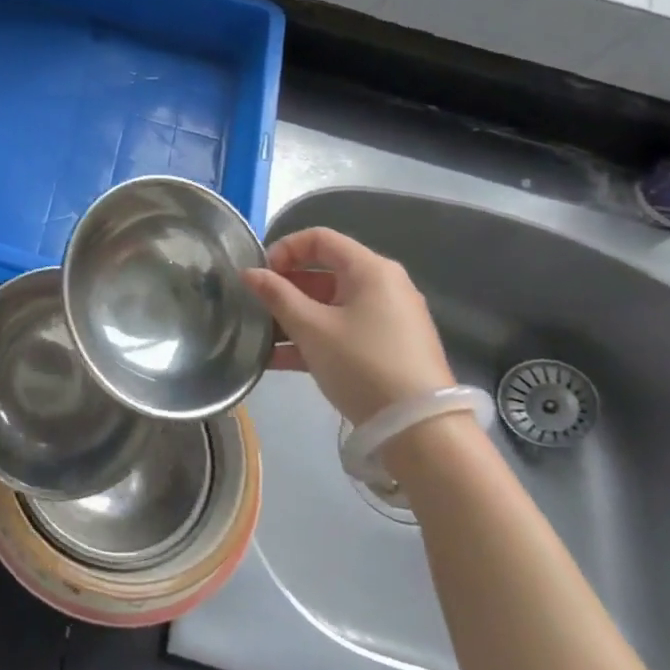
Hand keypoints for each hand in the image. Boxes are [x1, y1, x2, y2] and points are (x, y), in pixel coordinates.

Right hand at [241, 228, 452, 425]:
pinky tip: (280, 360)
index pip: (320, 238)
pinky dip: (314, 337)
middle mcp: (384, 286)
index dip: (284, 249)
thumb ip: (276, 295)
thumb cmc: (363, 364)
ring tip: (261, 337)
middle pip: (325, 272)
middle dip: (285, 287)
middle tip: (257, 306)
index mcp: (370, 269)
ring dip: (294, 316)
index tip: (260, 274)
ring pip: (331, 305)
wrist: (420, 430)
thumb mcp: (311, 328)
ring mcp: (388, 318)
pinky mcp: (388, 348)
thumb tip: (249, 272)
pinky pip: (343, 330)